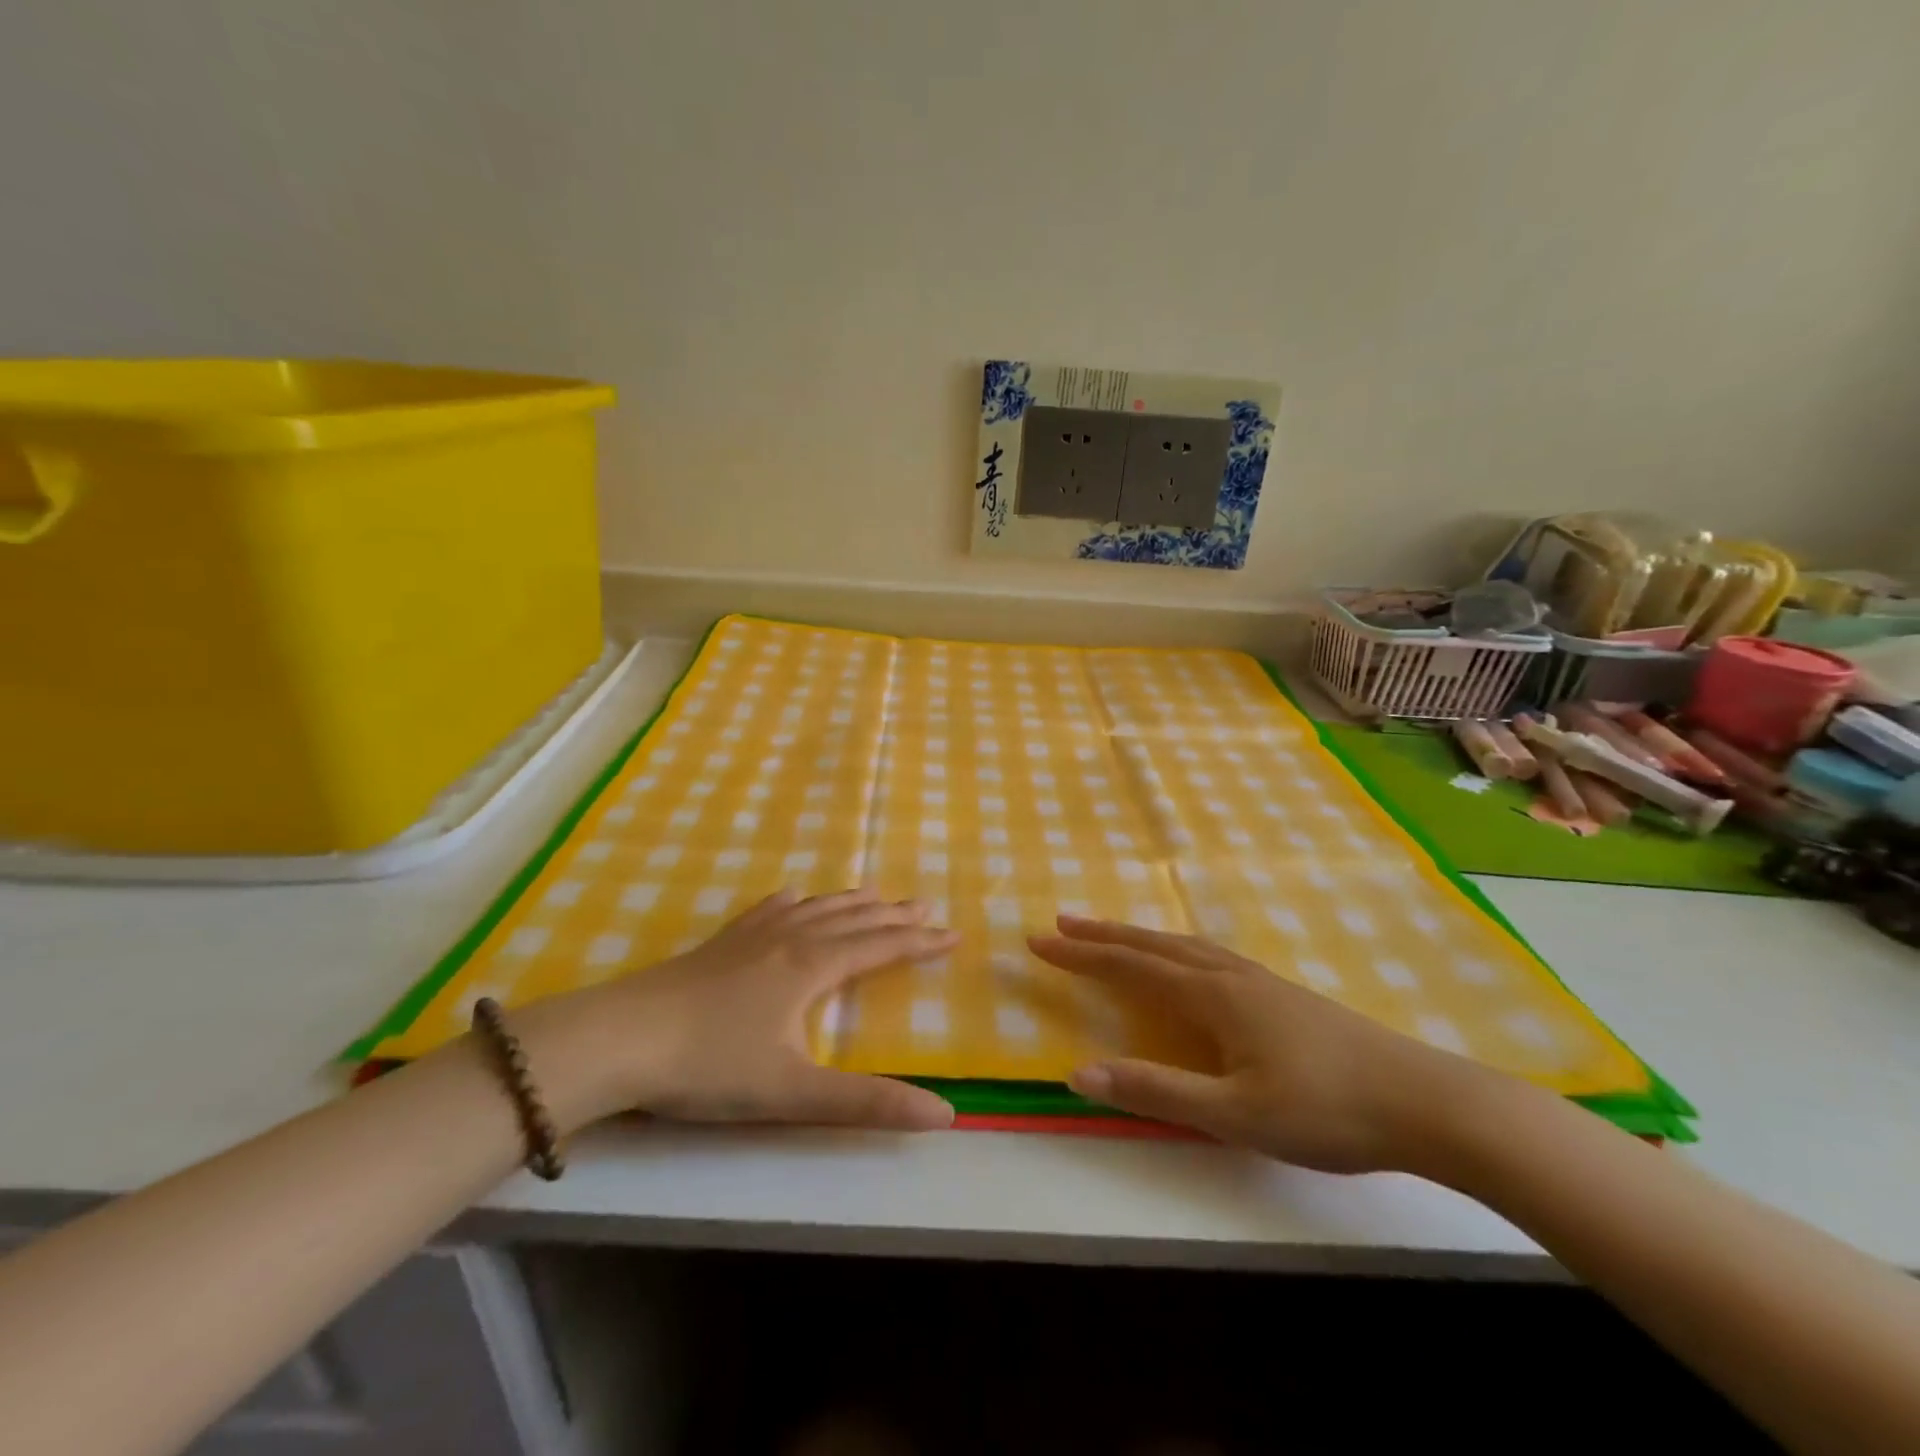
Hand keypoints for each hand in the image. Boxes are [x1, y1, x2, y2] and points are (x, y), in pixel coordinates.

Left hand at [515, 889, 959, 1134]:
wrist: (620, 1039)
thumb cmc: (710, 1066)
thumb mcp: (794, 1093)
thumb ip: (868, 1103)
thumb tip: (944, 1113)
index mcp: (812, 967)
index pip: (880, 947)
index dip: (919, 942)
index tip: (954, 934)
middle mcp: (789, 939)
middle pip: (853, 919)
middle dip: (893, 915)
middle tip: (925, 906)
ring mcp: (751, 936)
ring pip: (814, 909)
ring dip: (850, 902)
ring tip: (875, 893)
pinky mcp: (719, 944)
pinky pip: (766, 910)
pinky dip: (790, 902)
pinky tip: (790, 897)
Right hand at [1028, 916, 1517, 1173]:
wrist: (1425, 1101)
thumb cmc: (1325, 1110)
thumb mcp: (1233, 1115)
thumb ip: (1155, 1091)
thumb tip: (1078, 1072)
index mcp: (1212, 996)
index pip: (1129, 967)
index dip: (1081, 955)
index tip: (1038, 942)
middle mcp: (1229, 974)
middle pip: (1153, 944)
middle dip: (1103, 935)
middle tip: (1061, 922)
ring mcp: (1259, 979)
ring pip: (1183, 945)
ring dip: (1139, 937)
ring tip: (1111, 934)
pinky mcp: (1281, 993)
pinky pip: (1209, 955)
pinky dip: (1175, 948)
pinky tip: (1187, 962)